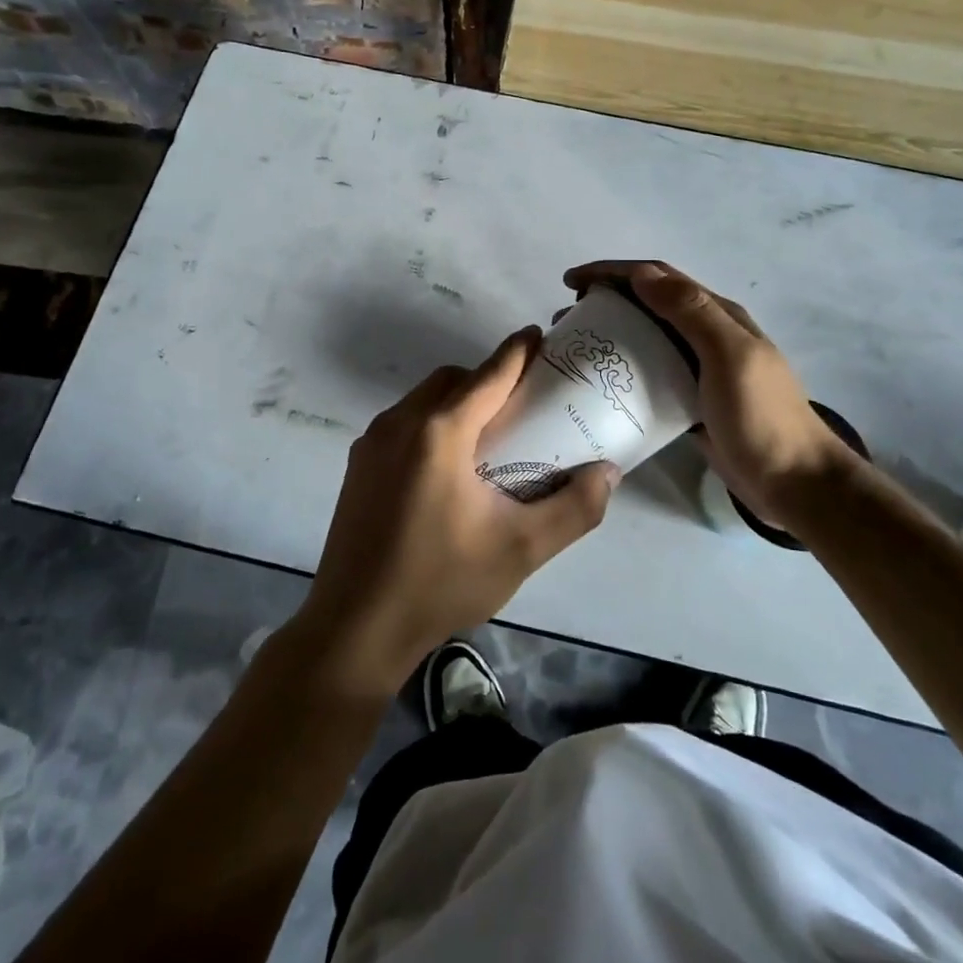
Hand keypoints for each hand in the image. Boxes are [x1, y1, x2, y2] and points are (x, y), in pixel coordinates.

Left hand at [299, 327, 619, 696]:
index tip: (540, 336)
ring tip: (488, 437)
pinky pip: (403, 423)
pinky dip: (432, 424)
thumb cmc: (441, 582)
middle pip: (452, 380)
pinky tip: (448, 467)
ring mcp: (372, 442)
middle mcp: (401, 422)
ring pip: (424, 399)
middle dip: (487, 379)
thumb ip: (573, 508)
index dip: (517, 352)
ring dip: (458, 401)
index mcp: (440, 432)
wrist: (355, 626)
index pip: (488, 375)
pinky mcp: (358, 464)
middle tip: (521, 404)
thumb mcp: (521, 550)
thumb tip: (608, 472)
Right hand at [563, 261, 854, 526]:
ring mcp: (698, 368)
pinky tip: (601, 382)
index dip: (612, 272)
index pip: (657, 277)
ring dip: (610, 332)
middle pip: (648, 303)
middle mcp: (706, 334)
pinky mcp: (689, 400)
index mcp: (717, 315)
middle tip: (567, 318)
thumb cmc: (762, 416)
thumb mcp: (730, 356)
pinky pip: (648, 373)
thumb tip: (641, 275)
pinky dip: (622, 368)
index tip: (571, 283)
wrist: (794, 482)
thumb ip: (691, 311)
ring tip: (576, 345)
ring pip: (645, 337)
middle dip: (605, 299)